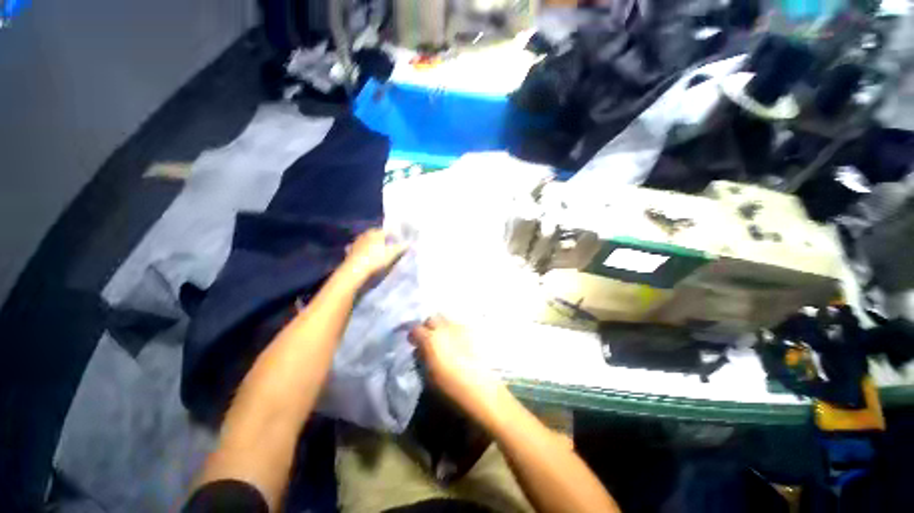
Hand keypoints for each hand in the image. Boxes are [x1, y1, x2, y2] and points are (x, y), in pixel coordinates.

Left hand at [341, 229, 406, 282]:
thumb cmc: (375, 260)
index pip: (388, 230)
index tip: (400, 241)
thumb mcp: (392, 254)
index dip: (395, 235)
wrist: (355, 272)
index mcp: (376, 232)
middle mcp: (365, 234)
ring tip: (379, 252)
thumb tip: (410, 243)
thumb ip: (402, 247)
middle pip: (377, 235)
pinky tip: (367, 257)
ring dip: (373, 245)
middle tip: (391, 247)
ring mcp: (356, 243)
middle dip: (384, 240)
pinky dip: (364, 252)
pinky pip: (360, 250)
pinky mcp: (350, 252)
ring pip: (368, 242)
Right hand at [409, 316, 503, 420]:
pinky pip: (459, 325)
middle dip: (428, 327)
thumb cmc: (450, 386)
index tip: (414, 343)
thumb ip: (422, 357)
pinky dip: (455, 330)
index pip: (415, 329)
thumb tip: (420, 349)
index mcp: (430, 339)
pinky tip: (458, 342)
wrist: (480, 388)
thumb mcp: (428, 375)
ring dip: (442, 327)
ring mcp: (459, 328)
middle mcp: (444, 328)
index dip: (413, 336)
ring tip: (445, 340)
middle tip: (429, 339)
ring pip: (446, 319)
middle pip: (432, 318)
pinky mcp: (472, 331)